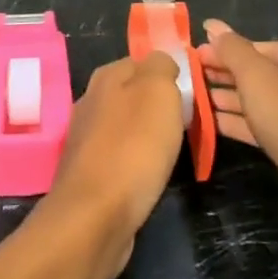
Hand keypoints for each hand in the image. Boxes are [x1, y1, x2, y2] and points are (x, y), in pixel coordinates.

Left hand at [41, 52, 185, 278]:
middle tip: (185, 125)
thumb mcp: (158, 91)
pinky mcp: (88, 174)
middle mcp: (91, 101)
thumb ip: (161, 66)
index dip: (169, 74)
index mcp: (107, 76)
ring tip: (170, 153)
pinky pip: (120, 157)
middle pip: (134, 93)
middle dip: (159, 107)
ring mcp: (86, 139)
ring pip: (126, 126)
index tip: (191, 95)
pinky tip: (147, 176)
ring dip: (147, 136)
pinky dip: (135, 163)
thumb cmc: (133, 147)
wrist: (95, 217)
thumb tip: (162, 62)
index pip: (143, 61)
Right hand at [199, 21, 277, 241]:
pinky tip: (211, 124)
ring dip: (225, 100)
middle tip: (185, 80)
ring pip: (256, 102)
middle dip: (221, 76)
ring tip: (191, 101)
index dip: (219, 52)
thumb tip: (212, 24)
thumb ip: (232, 51)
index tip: (188, 59)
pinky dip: (238, 124)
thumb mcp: (258, 78)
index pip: (251, 47)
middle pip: (254, 73)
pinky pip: (262, 127)